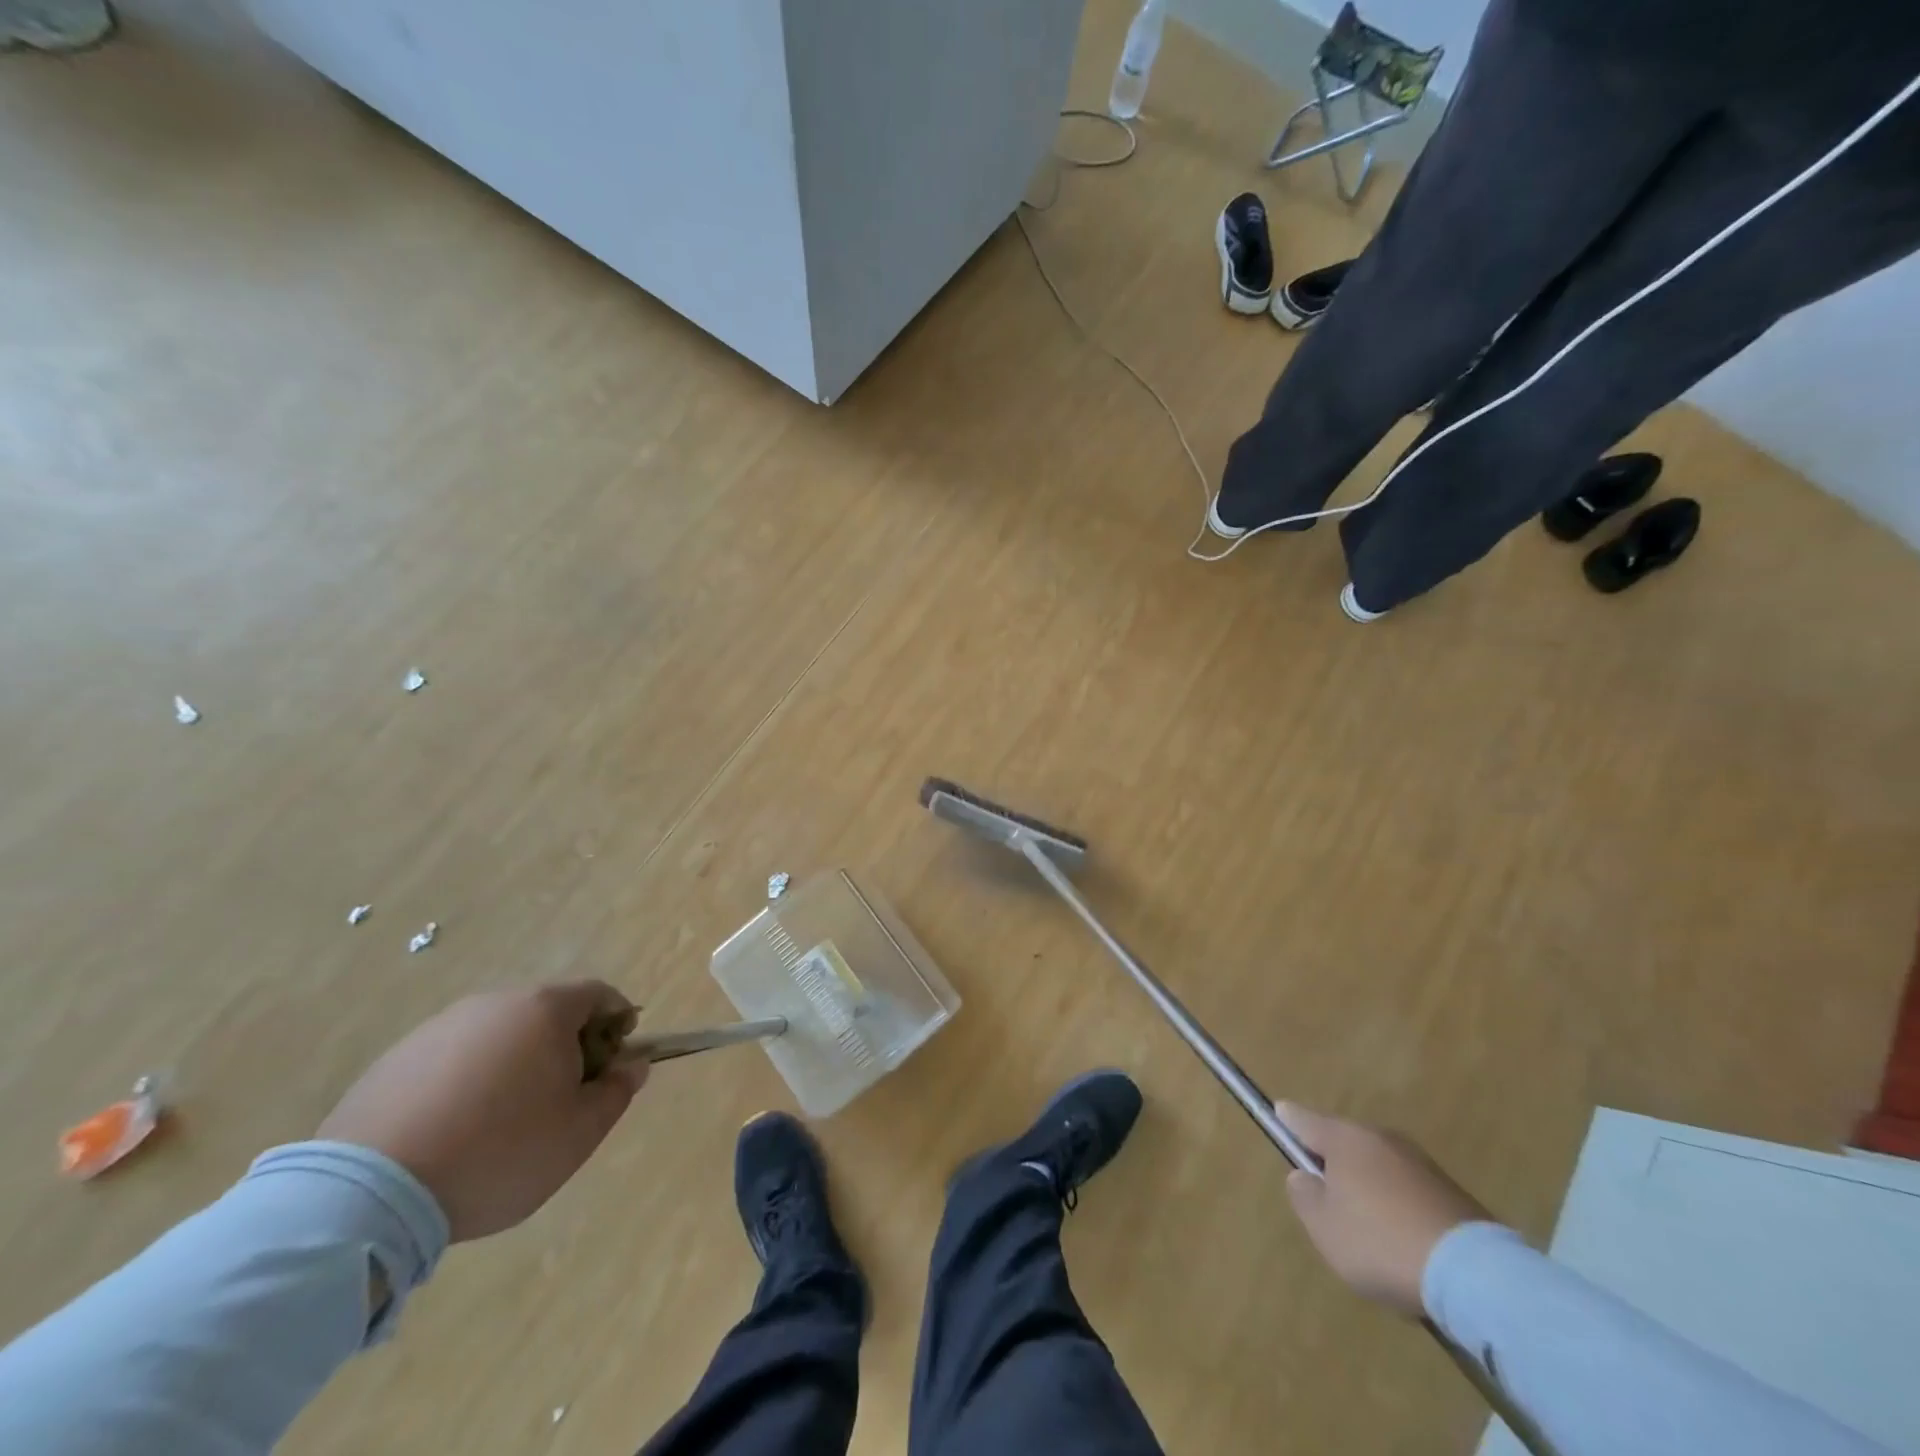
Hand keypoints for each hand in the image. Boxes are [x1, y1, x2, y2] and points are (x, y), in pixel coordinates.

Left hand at [318, 982, 646, 1241]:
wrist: (369, 1194)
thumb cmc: (499, 1152)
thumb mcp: (579, 1133)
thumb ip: (617, 1092)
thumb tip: (633, 1065)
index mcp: (544, 1009)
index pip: (598, 994)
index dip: (618, 1022)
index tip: (615, 1061)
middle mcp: (494, 1003)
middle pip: (547, 1012)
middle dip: (567, 1045)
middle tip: (564, 1097)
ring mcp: (439, 1028)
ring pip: (499, 1035)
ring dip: (516, 1063)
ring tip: (505, 1121)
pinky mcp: (395, 1060)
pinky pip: (453, 1059)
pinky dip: (469, 1081)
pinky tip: (456, 1130)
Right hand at [1278, 1102, 1490, 1317]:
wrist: (1475, 1276)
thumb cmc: (1380, 1243)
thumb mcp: (1323, 1228)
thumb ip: (1303, 1195)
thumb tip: (1304, 1176)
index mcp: (1343, 1138)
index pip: (1302, 1118)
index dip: (1286, 1119)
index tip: (1277, 1115)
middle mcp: (1380, 1138)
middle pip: (1344, 1142)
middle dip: (1333, 1161)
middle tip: (1326, 1199)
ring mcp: (1420, 1162)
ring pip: (1378, 1166)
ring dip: (1368, 1186)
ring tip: (1368, 1229)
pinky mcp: (1451, 1192)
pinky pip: (1408, 1190)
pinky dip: (1399, 1206)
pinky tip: (1403, 1242)